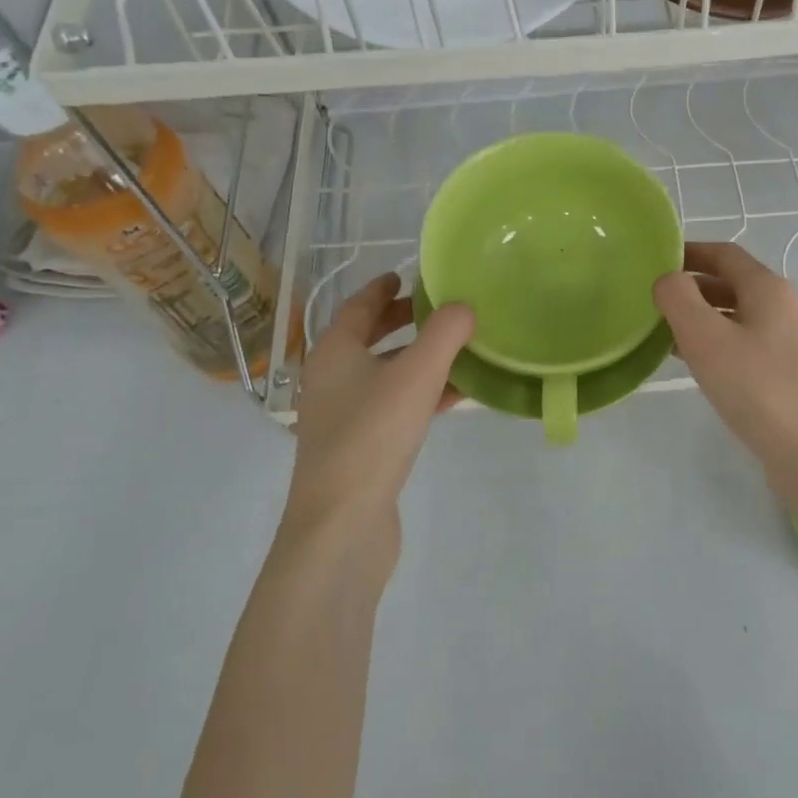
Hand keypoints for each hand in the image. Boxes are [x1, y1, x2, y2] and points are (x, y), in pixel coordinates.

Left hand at [287, 273, 473, 562]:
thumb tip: (465, 306)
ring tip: (459, 348)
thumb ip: (445, 334)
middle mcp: (332, 379)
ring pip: (386, 373)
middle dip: (403, 322)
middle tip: (440, 308)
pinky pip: (396, 405)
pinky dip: (423, 393)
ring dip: (419, 358)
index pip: (358, 307)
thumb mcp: (416, 374)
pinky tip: (456, 396)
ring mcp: (344, 416)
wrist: (342, 523)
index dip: (382, 289)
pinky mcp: (361, 447)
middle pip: (369, 339)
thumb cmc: (373, 434)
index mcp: (334, 352)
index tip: (407, 275)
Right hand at [653, 242, 797, 473]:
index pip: (723, 253)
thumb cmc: (755, 385)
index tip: (654, 260)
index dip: (689, 252)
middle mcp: (780, 306)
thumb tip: (667, 280)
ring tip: (662, 330)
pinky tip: (690, 361)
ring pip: (734, 314)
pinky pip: (740, 342)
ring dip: (699, 316)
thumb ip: (678, 298)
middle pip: (730, 282)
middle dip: (690, 286)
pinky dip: (713, 342)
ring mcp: (784, 340)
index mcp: (766, 287)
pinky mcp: (781, 370)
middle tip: (652, 299)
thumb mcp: (705, 336)